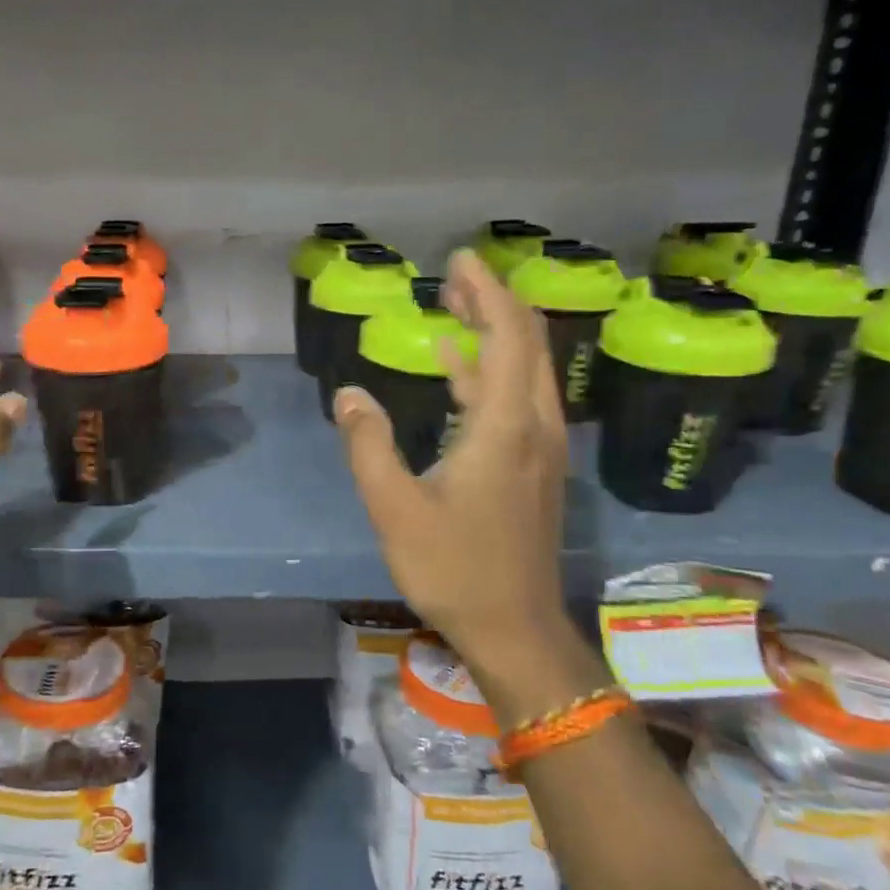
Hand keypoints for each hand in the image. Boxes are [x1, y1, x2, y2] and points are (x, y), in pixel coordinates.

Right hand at [334, 249, 569, 677]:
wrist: (515, 629)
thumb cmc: (454, 568)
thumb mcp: (394, 508)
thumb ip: (368, 445)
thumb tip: (348, 393)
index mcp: (503, 426)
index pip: (506, 335)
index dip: (487, 290)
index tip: (459, 260)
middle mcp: (533, 425)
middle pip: (527, 342)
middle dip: (494, 301)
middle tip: (454, 276)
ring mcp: (541, 447)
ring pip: (526, 369)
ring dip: (494, 333)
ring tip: (455, 307)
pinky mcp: (535, 467)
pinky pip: (518, 398)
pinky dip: (489, 372)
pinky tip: (455, 367)